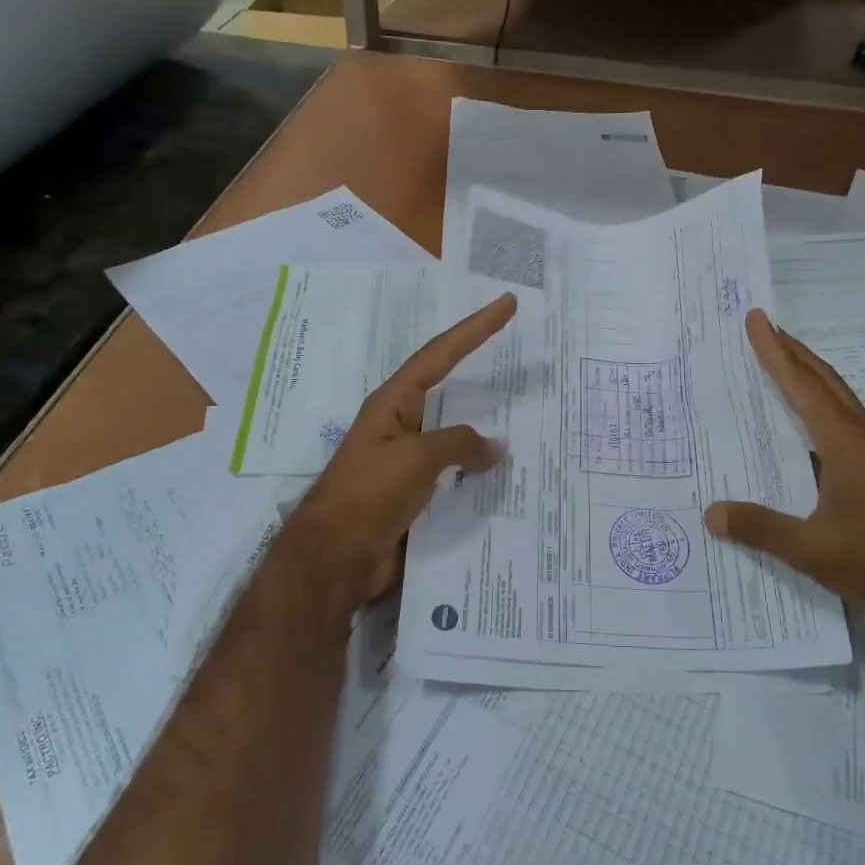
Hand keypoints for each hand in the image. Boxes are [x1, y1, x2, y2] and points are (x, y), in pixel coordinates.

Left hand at [280, 292, 517, 604]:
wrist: (335, 559)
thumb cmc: (368, 495)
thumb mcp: (415, 459)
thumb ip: (458, 445)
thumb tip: (495, 447)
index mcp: (394, 404)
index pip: (440, 354)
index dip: (475, 329)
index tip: (505, 305)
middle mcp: (402, 426)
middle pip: (450, 390)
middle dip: (483, 374)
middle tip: (523, 359)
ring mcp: (410, 462)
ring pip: (458, 437)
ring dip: (487, 432)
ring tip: (529, 422)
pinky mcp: (417, 494)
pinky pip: (457, 475)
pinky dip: (481, 474)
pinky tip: (509, 478)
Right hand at [704, 309, 864, 637]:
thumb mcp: (813, 549)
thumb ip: (761, 528)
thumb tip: (711, 513)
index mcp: (847, 443)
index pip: (803, 386)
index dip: (776, 352)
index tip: (757, 319)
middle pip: (827, 383)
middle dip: (795, 353)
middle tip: (766, 328)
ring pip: (840, 404)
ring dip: (811, 381)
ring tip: (782, 369)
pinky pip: (845, 429)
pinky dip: (821, 414)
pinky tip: (807, 435)